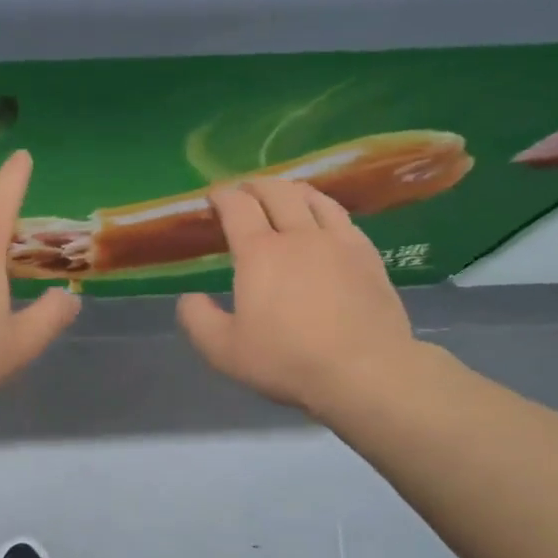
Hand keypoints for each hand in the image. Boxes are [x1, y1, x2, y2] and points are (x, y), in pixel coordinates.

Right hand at [177, 178, 430, 415]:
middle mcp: (299, 235)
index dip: (222, 196)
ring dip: (291, 190)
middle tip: (244, 192)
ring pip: (314, 198)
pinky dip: (324, 208)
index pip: (237, 207)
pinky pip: (343, 217)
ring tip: (284, 195)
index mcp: (259, 253)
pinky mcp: (368, 256)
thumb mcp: (223, 350)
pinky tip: (324, 221)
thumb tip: (189, 297)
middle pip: (277, 192)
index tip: (213, 196)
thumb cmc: (286, 360)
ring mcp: (338, 242)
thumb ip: (198, 319)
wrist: (364, 371)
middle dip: (255, 185)